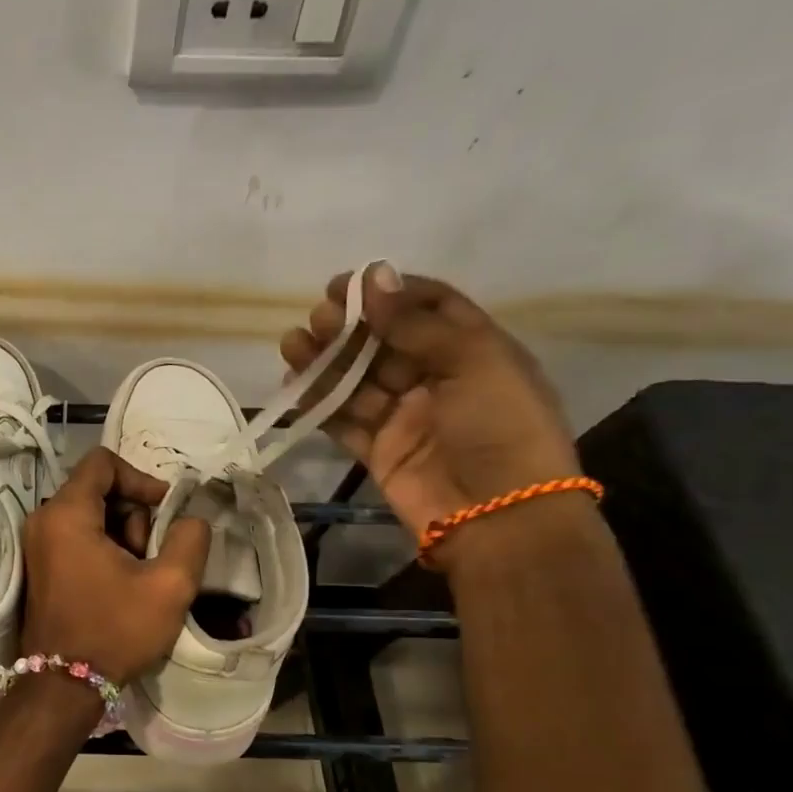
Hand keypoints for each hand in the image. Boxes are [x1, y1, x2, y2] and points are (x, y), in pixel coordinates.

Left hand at [20, 447, 210, 684]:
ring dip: (121, 536)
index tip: (164, 511)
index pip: (103, 462)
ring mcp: (37, 545)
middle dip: (133, 515)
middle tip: (150, 555)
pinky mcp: (40, 566)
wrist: (64, 684)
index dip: (141, 479)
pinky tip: (120, 584)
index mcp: (66, 514)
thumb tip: (189, 518)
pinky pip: (77, 538)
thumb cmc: (114, 630)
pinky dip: (103, 549)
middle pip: (97, 490)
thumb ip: (189, 538)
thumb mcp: (169, 585)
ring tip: (138, 576)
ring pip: (90, 516)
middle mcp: (43, 520)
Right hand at [280, 262, 581, 543]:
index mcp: (473, 350)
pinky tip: (295, 384)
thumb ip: (417, 323)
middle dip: (349, 328)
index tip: (348, 284)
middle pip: (384, 344)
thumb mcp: (473, 361)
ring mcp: (405, 417)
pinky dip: (319, 404)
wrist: (498, 516)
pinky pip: (343, 421)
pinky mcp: (379, 451)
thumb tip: (374, 275)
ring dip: (325, 362)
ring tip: (293, 344)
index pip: (429, 308)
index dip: (389, 293)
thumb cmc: (499, 427)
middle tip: (316, 318)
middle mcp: (437, 380)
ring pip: (357, 381)